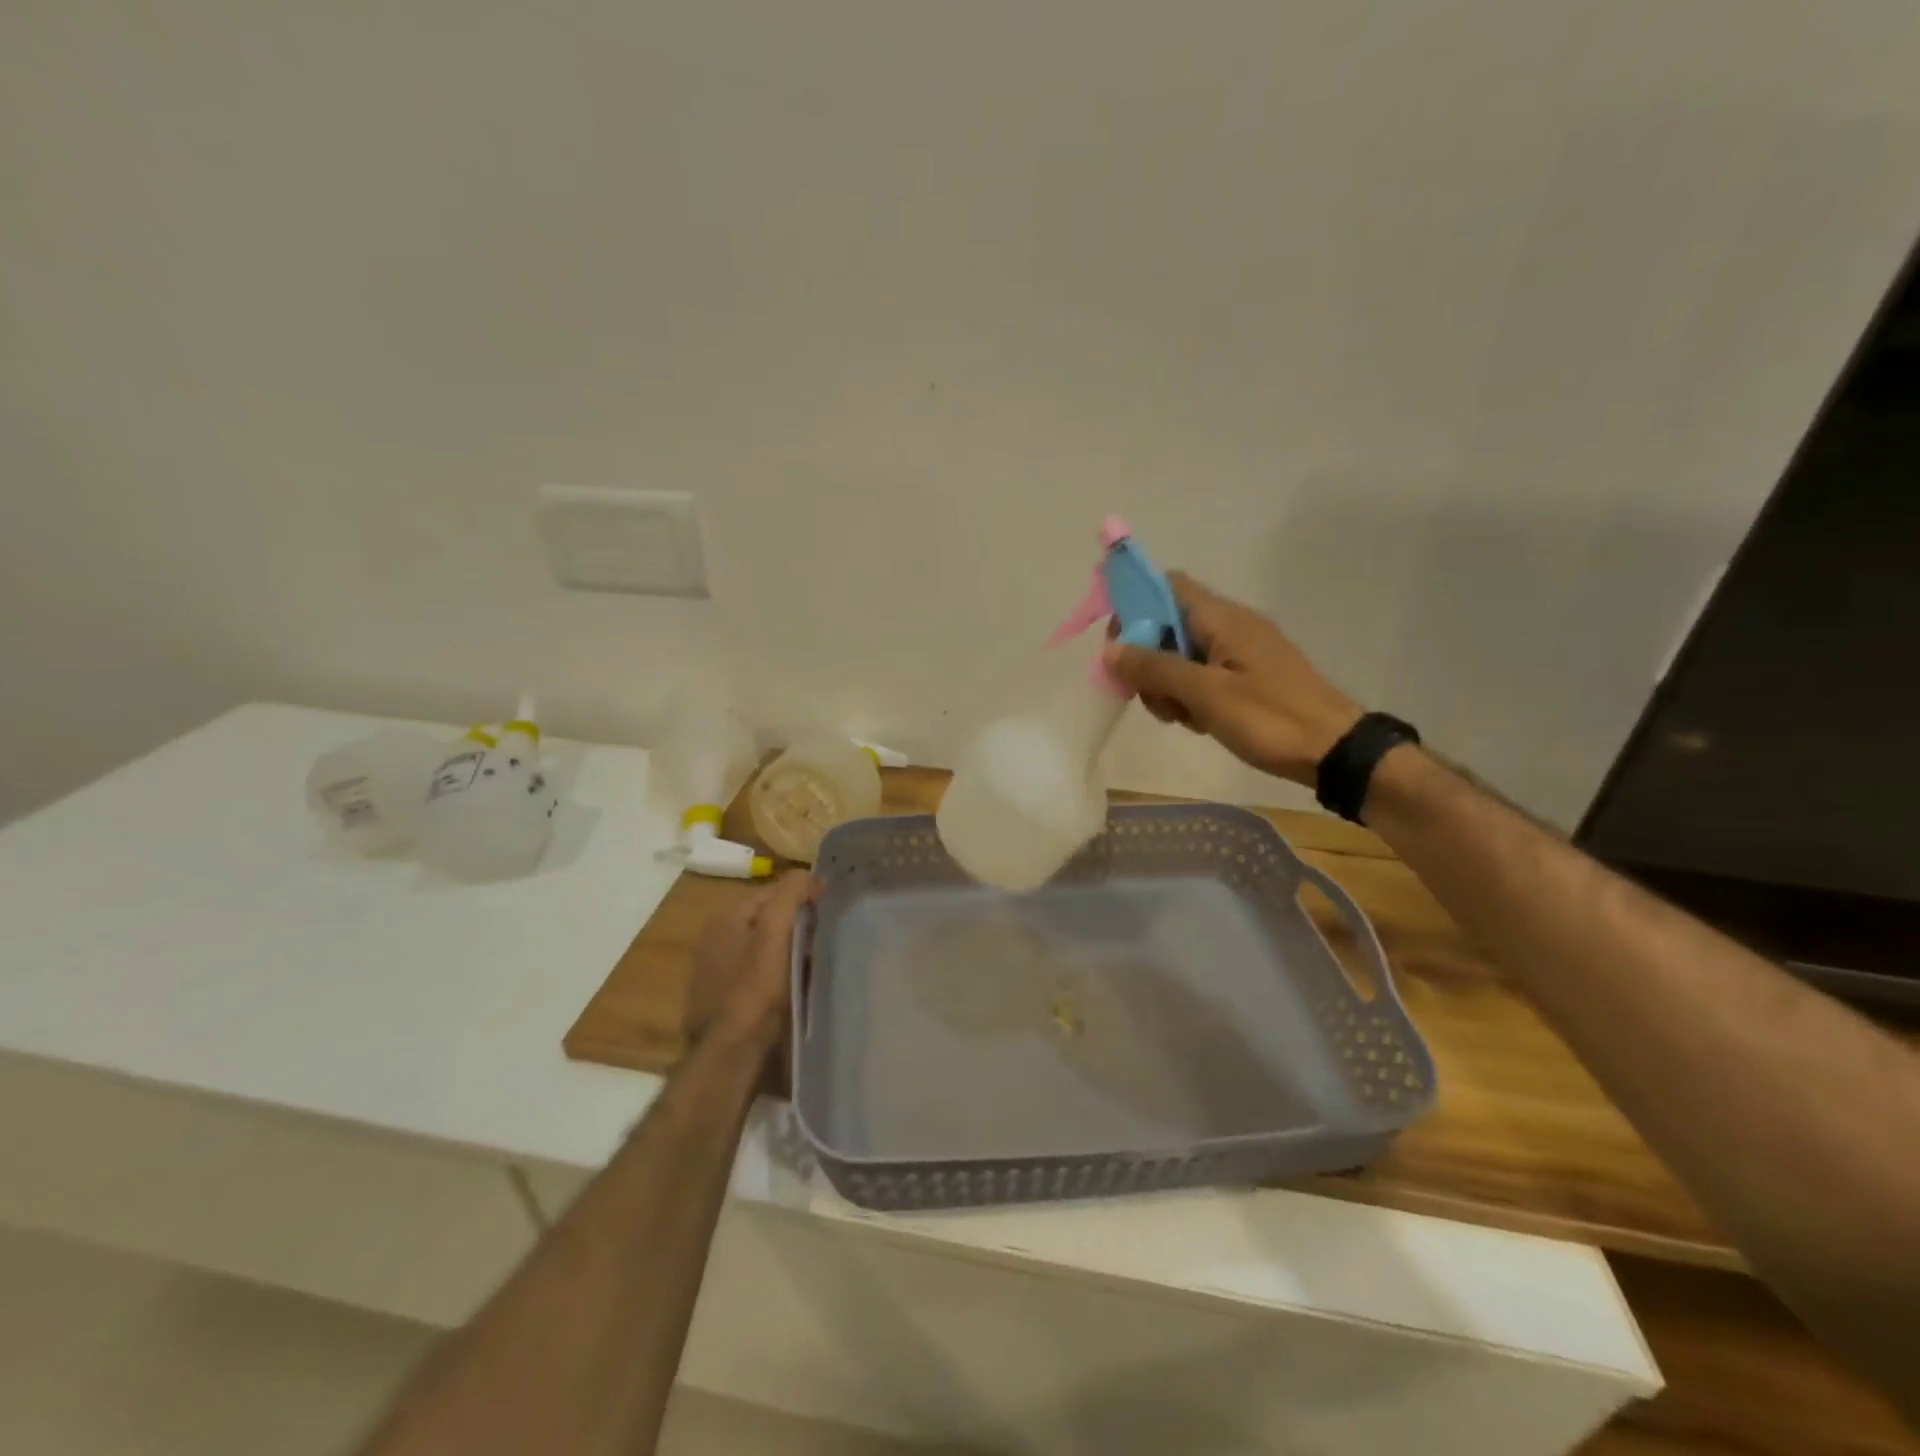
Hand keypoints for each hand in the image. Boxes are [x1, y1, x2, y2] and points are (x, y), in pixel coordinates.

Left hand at [684, 872, 817, 1047]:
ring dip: (790, 954)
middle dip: (797, 927)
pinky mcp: (723, 1004)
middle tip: (826, 940)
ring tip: (817, 965)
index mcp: (725, 920)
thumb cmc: (755, 989)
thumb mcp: (775, 931)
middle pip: (768, 922)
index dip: (803, 896)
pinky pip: (759, 979)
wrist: (731, 1055)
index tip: (831, 910)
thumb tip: (810, 874)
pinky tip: (796, 991)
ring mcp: (716, 975)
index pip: (772, 893)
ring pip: (765, 951)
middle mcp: (715, 942)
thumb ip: (791, 895)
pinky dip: (778, 979)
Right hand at [1102, 571, 1361, 787]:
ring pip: (1181, 655)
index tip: (1115, 645)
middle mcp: (1230, 625)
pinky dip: (1189, 695)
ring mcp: (1240, 652)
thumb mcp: (1205, 694)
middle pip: (1167, 624)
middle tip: (1147, 695)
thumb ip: (1155, 668)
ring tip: (1180, 717)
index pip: (1166, 585)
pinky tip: (1198, 722)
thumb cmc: (1269, 718)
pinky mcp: (1247, 676)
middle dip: (1146, 658)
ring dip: (1166, 683)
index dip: (1133, 605)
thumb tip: (1110, 650)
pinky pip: (1202, 675)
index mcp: (1222, 618)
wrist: (1334, 750)